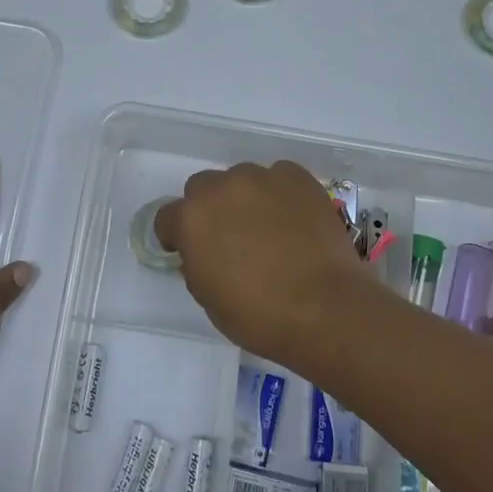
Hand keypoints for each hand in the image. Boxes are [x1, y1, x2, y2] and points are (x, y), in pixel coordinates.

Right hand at [154, 161, 381, 364]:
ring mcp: (262, 178)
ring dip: (245, 198)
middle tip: (230, 237)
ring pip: (241, 178)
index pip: (167, 217)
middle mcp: (221, 188)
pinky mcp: (297, 178)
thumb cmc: (258, 315)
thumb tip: (203, 252)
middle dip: (210, 209)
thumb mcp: (208, 298)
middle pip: (203, 188)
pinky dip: (280, 193)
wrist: (325, 309)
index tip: (188, 252)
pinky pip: (279, 176)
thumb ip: (196, 264)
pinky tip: (293, 218)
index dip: (175, 236)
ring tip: (267, 227)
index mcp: (191, 219)